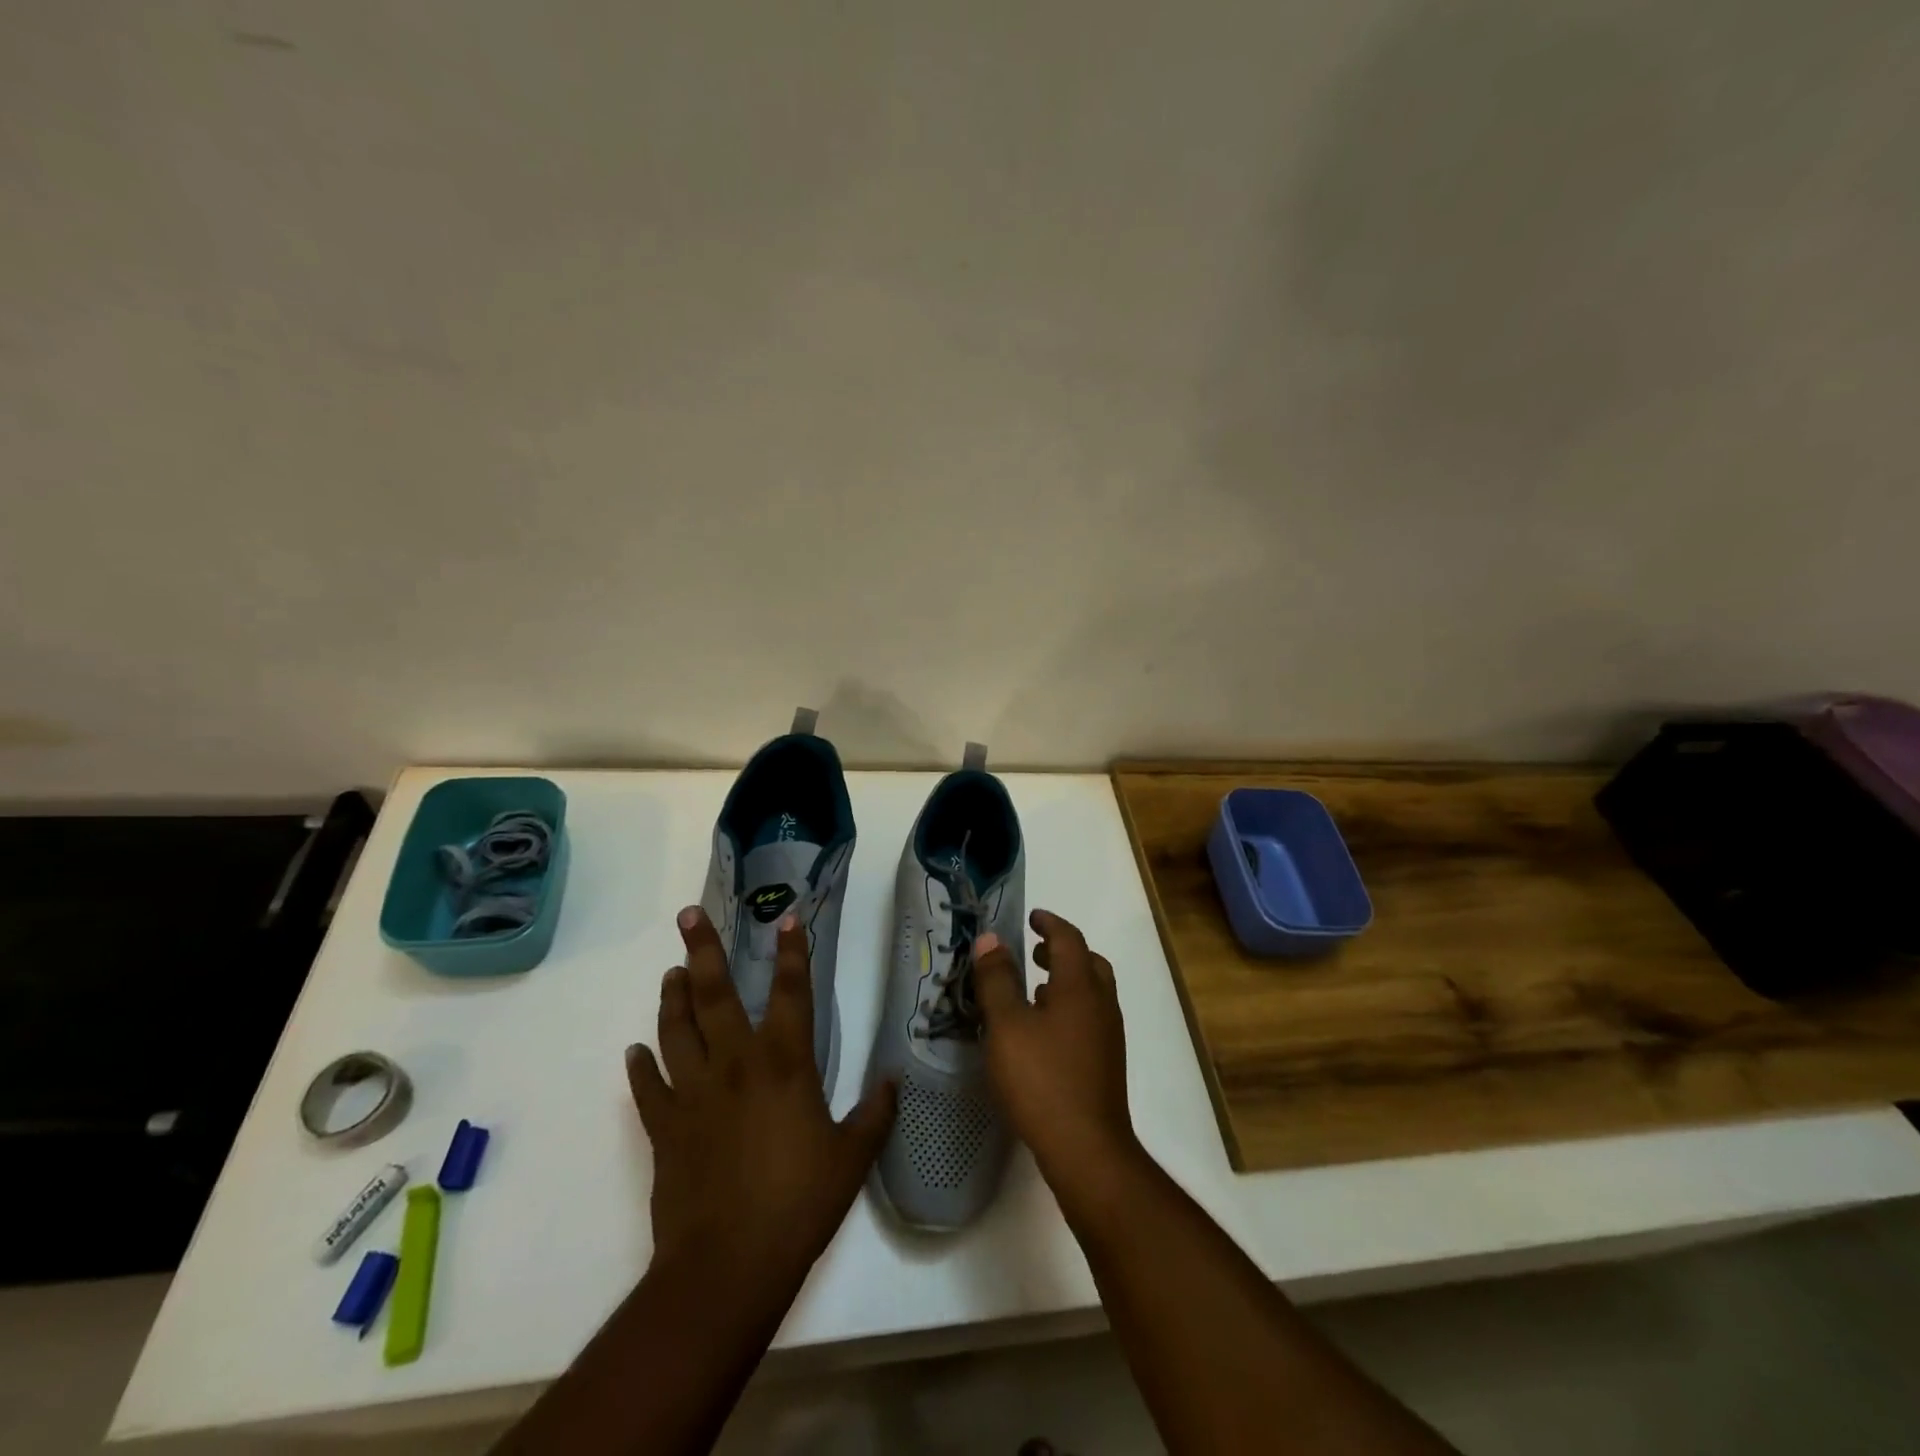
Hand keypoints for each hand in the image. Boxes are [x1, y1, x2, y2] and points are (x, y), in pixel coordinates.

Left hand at [626, 906, 895, 1294]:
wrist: (727, 1266)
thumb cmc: (799, 1204)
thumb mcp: (852, 1158)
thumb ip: (875, 1114)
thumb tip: (893, 1081)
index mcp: (784, 1063)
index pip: (791, 992)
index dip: (792, 953)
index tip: (787, 919)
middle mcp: (735, 1064)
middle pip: (715, 994)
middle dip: (703, 950)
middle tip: (688, 915)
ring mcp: (693, 1093)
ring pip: (677, 1029)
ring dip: (673, 997)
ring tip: (671, 971)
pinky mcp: (665, 1127)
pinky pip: (648, 1088)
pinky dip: (641, 1067)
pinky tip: (635, 1053)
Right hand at [972, 910, 1138, 1212]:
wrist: (1087, 1150)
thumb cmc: (1042, 1080)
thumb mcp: (1007, 1026)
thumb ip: (997, 980)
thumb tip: (992, 938)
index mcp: (1080, 987)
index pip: (1069, 939)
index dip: (1050, 923)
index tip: (1032, 917)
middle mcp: (1101, 1005)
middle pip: (1089, 963)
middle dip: (1062, 951)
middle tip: (1033, 952)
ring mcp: (1107, 1036)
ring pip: (1092, 992)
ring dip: (1066, 981)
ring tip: (1034, 990)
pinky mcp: (1105, 1063)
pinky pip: (1089, 1018)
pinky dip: (1069, 1008)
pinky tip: (1043, 1032)